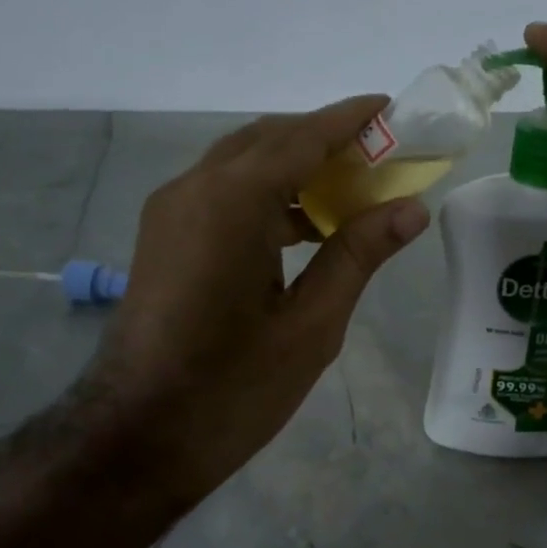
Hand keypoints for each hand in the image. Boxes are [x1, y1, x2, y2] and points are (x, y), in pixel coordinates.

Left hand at [86, 97, 429, 503]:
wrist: (136, 439)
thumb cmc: (232, 389)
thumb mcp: (310, 326)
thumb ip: (358, 255)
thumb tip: (410, 208)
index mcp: (231, 203)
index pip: (302, 137)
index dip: (350, 120)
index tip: (392, 108)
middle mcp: (193, 189)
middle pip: (269, 140)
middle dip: (325, 141)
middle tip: (380, 157)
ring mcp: (170, 212)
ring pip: (242, 165)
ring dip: (295, 168)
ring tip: (351, 193)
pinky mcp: (163, 238)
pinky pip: (222, 195)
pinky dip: (266, 196)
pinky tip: (303, 229)